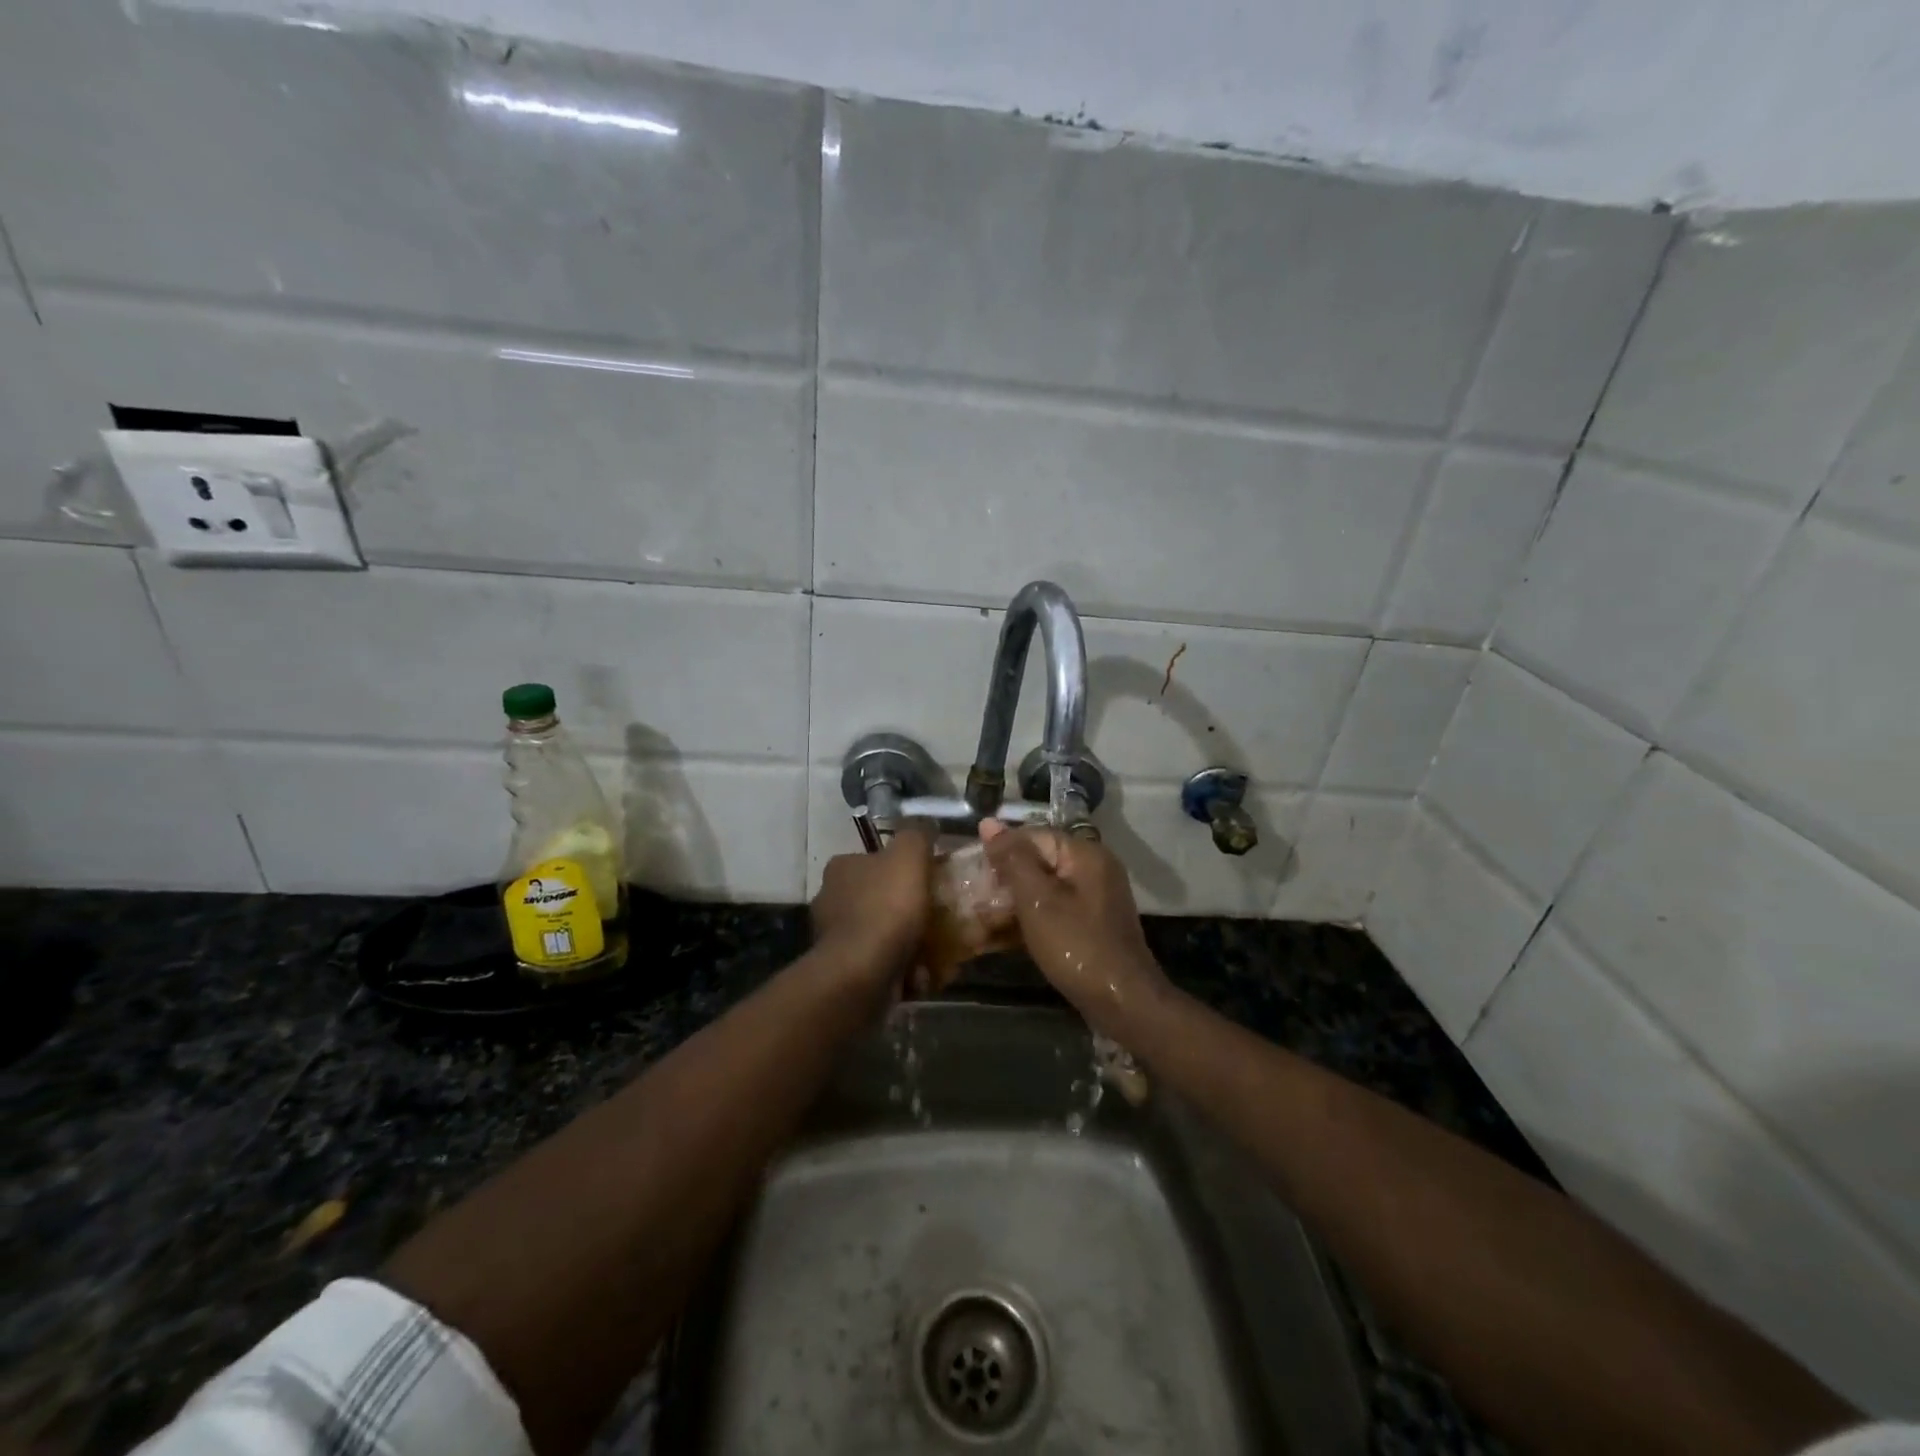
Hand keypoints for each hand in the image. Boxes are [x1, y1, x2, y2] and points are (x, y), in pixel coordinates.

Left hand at [810, 825, 934, 992]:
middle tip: (938, 916)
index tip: (929, 881)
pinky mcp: (844, 971)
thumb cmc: (886, 907)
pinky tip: (922, 973)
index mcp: (841, 868)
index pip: (874, 860)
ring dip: (908, 941)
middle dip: (907, 907)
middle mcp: (831, 899)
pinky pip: (881, 963)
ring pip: (882, 932)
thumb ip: (917, 834)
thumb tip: (926, 826)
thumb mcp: (909, 855)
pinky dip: (902, 968)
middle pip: (879, 897)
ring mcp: (835, 938)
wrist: (862, 973)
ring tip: (937, 950)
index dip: (904, 868)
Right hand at [979, 821, 1168, 1035]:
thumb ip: (1012, 859)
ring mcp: (1096, 897)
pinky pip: (1056, 908)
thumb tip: (989, 822)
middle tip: (974, 898)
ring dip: (1015, 901)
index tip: (972, 872)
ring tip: (983, 917)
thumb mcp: (1037, 900)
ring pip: (1045, 887)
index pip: (1033, 836)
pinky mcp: (1093, 923)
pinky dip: (1032, 917)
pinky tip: (1007, 935)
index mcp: (1085, 854)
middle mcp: (1094, 868)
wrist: (1123, 1003)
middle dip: (1006, 878)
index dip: (1000, 851)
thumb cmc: (1076, 946)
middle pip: (1039, 860)